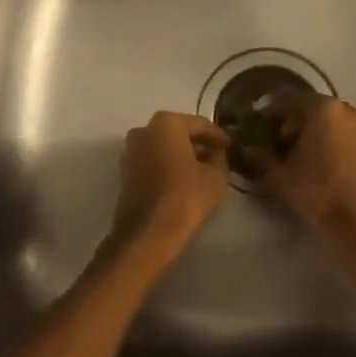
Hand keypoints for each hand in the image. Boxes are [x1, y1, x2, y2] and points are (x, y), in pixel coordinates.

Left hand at [107, 111, 230, 267]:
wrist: (147, 233)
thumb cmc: (185, 197)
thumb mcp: (216, 176)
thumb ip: (219, 157)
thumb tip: (215, 153)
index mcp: (166, 123)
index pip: (200, 124)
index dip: (218, 136)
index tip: (231, 147)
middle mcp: (144, 130)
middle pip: (178, 133)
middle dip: (198, 144)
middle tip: (217, 158)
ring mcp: (130, 151)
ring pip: (163, 147)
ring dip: (181, 156)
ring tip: (201, 172)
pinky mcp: (124, 173)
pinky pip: (152, 162)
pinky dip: (167, 167)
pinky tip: (182, 182)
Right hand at [252, 94, 355, 247]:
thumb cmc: (317, 192)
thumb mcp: (281, 176)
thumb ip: (262, 157)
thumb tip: (248, 148)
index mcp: (324, 109)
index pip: (291, 98)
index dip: (272, 109)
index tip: (260, 122)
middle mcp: (349, 110)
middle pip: (315, 107)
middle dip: (295, 120)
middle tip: (279, 138)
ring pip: (334, 121)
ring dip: (316, 130)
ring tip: (300, 153)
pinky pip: (348, 135)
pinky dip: (334, 141)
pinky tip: (323, 162)